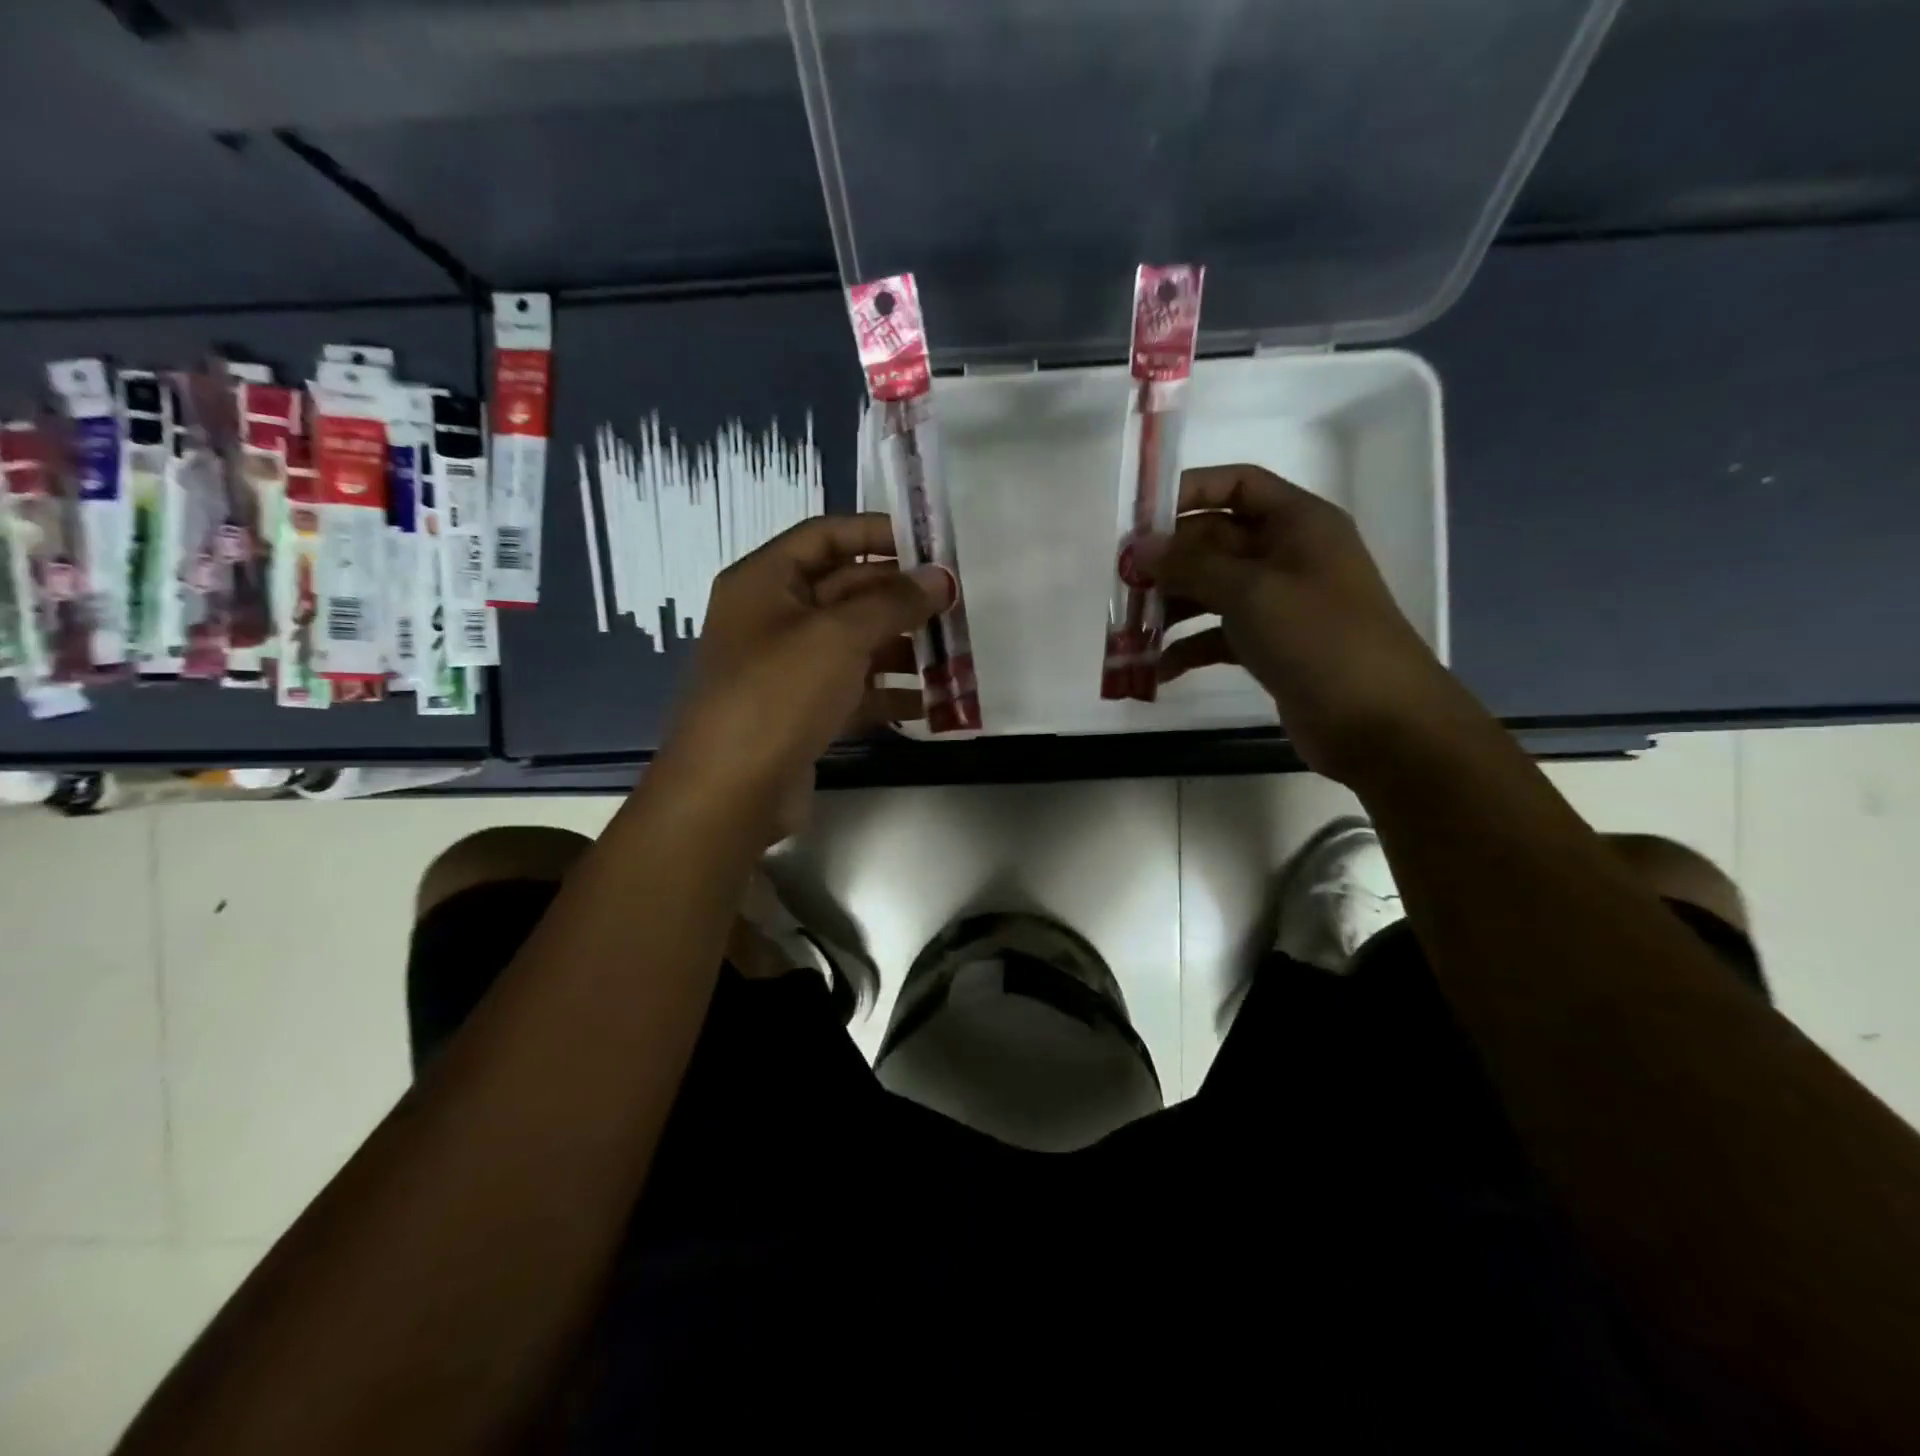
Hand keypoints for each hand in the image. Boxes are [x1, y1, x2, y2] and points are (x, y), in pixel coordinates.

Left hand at [654, 512, 949, 831]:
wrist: (730, 792)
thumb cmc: (778, 695)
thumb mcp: (838, 636)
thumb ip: (893, 602)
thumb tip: (940, 577)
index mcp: (764, 582)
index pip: (825, 536)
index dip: (876, 532)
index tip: (930, 545)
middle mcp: (773, 618)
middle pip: (845, 590)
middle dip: (900, 597)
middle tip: (956, 603)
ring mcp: (788, 669)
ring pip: (854, 643)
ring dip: (902, 647)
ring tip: (955, 653)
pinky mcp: (803, 713)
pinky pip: (854, 690)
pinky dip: (889, 693)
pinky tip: (933, 702)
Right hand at [1137, 465, 1463, 784]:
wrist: (1377, 721)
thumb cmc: (1319, 638)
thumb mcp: (1251, 592)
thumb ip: (1191, 566)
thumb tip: (1139, 547)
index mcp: (1297, 523)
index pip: (1237, 486)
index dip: (1189, 493)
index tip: (1140, 521)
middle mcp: (1287, 555)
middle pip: (1215, 541)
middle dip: (1169, 561)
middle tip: (1122, 583)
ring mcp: (1278, 603)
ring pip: (1212, 590)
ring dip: (1172, 606)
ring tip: (1131, 628)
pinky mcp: (1270, 646)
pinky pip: (1218, 635)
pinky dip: (1189, 647)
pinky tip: (1159, 669)